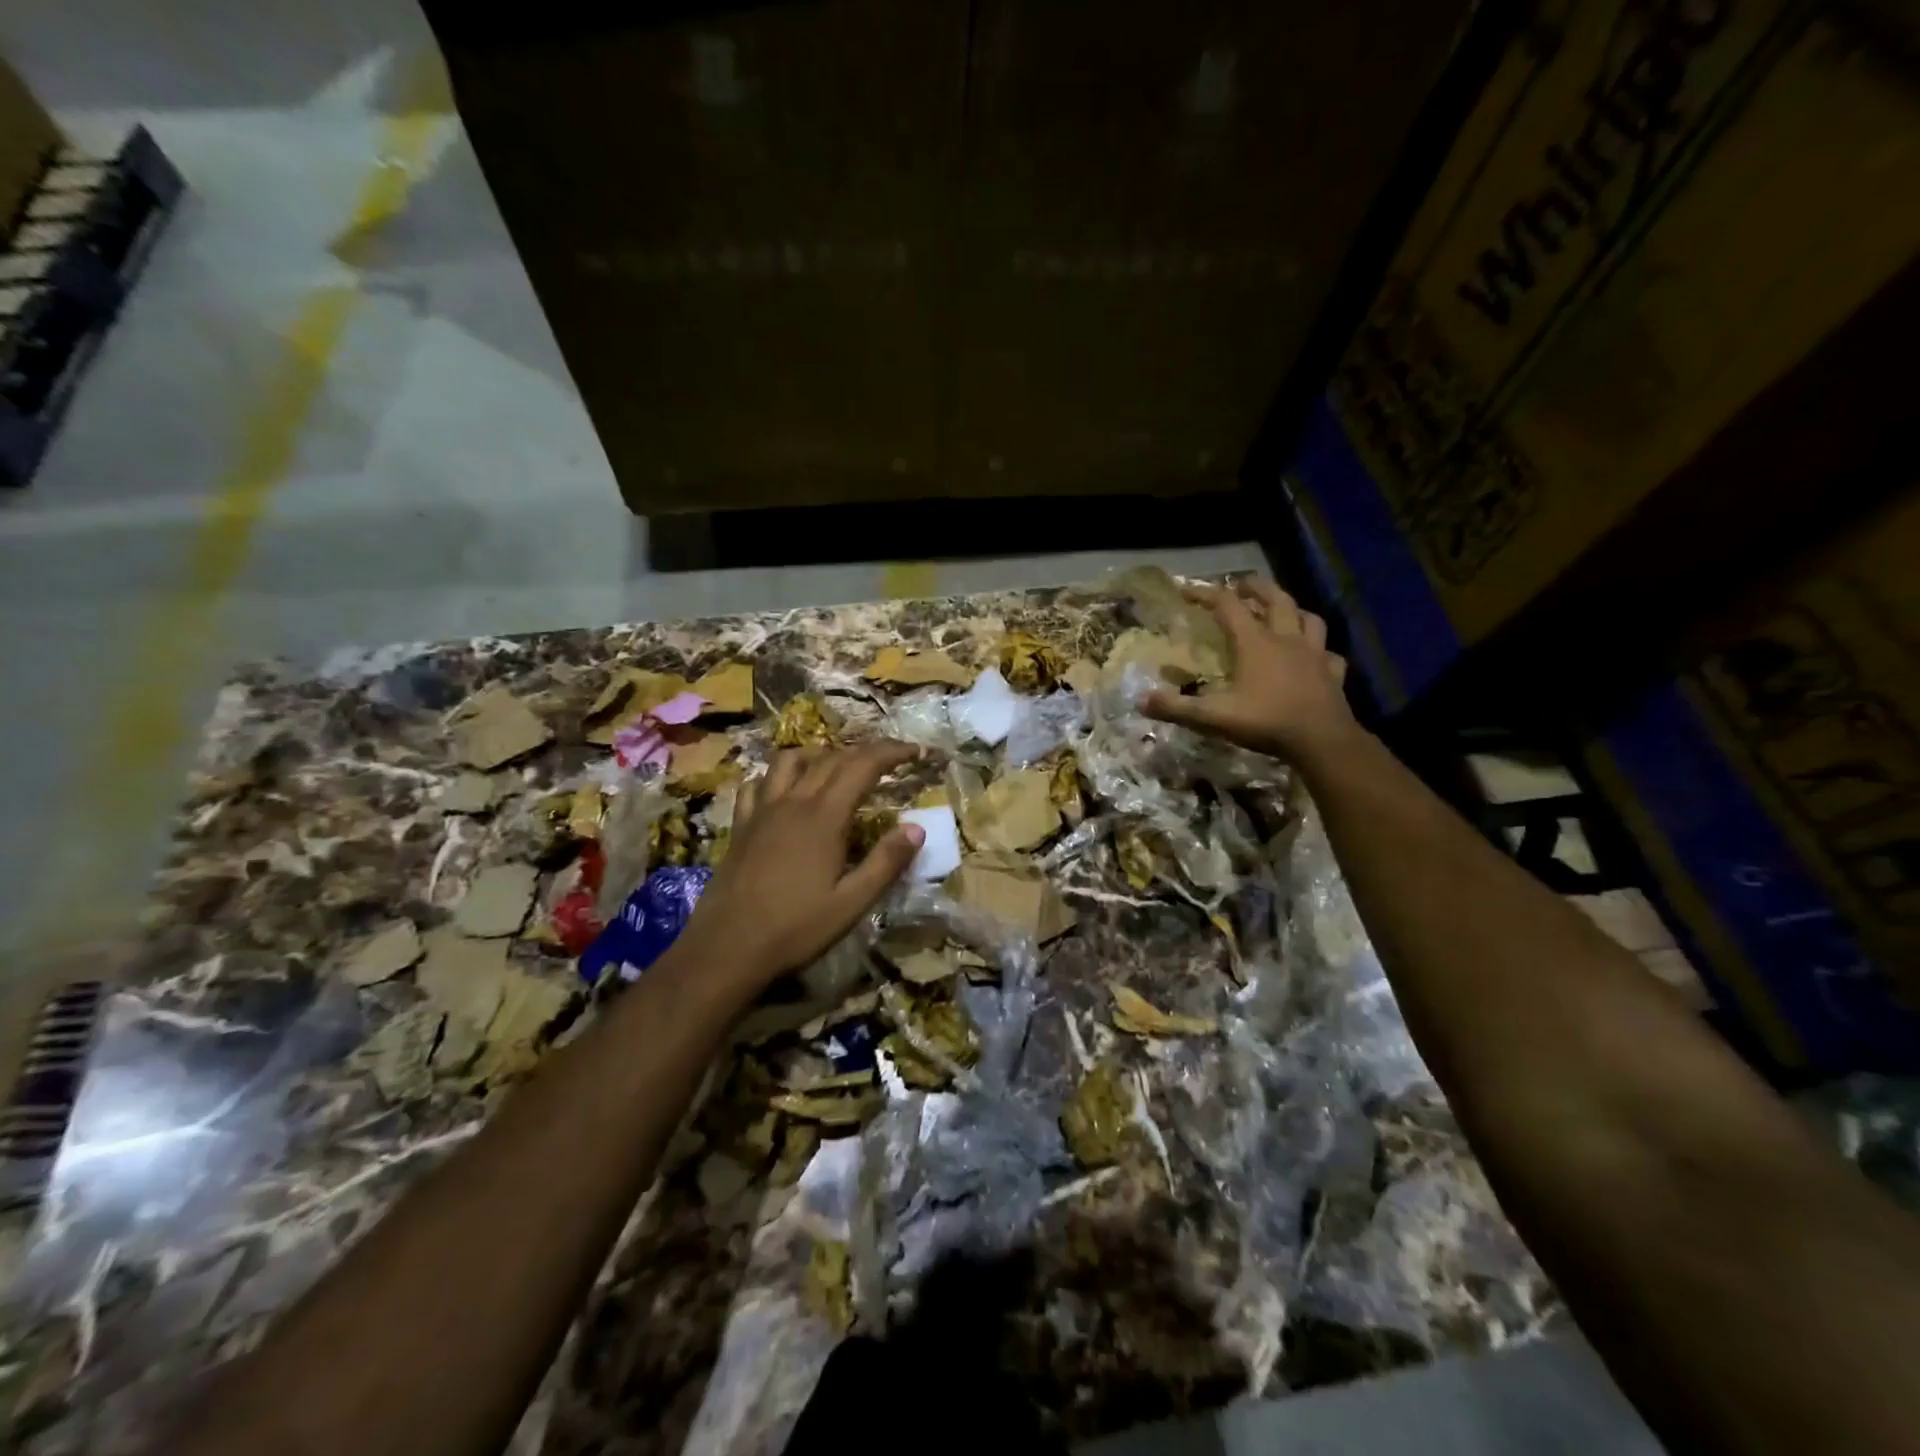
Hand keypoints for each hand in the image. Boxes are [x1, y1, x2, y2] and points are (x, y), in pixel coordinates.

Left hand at [677, 741, 923, 987]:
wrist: (726, 949)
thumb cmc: (795, 929)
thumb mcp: (852, 903)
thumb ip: (886, 862)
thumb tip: (917, 828)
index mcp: (824, 817)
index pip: (863, 766)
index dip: (892, 753)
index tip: (917, 751)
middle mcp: (793, 802)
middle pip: (832, 758)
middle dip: (866, 751)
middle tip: (891, 758)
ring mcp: (762, 811)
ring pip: (790, 761)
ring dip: (820, 754)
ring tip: (838, 767)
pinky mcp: (741, 826)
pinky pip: (757, 784)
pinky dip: (776, 776)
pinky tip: (784, 791)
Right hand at [1143, 578, 1355, 759]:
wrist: (1322, 741)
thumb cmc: (1267, 722)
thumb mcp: (1214, 717)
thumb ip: (1177, 708)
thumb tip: (1141, 700)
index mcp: (1256, 643)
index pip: (1228, 606)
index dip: (1206, 594)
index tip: (1186, 589)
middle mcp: (1286, 639)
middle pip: (1276, 599)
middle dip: (1256, 587)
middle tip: (1241, 584)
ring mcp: (1315, 655)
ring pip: (1308, 618)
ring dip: (1294, 610)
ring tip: (1283, 610)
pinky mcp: (1333, 673)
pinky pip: (1329, 653)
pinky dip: (1320, 649)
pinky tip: (1315, 656)